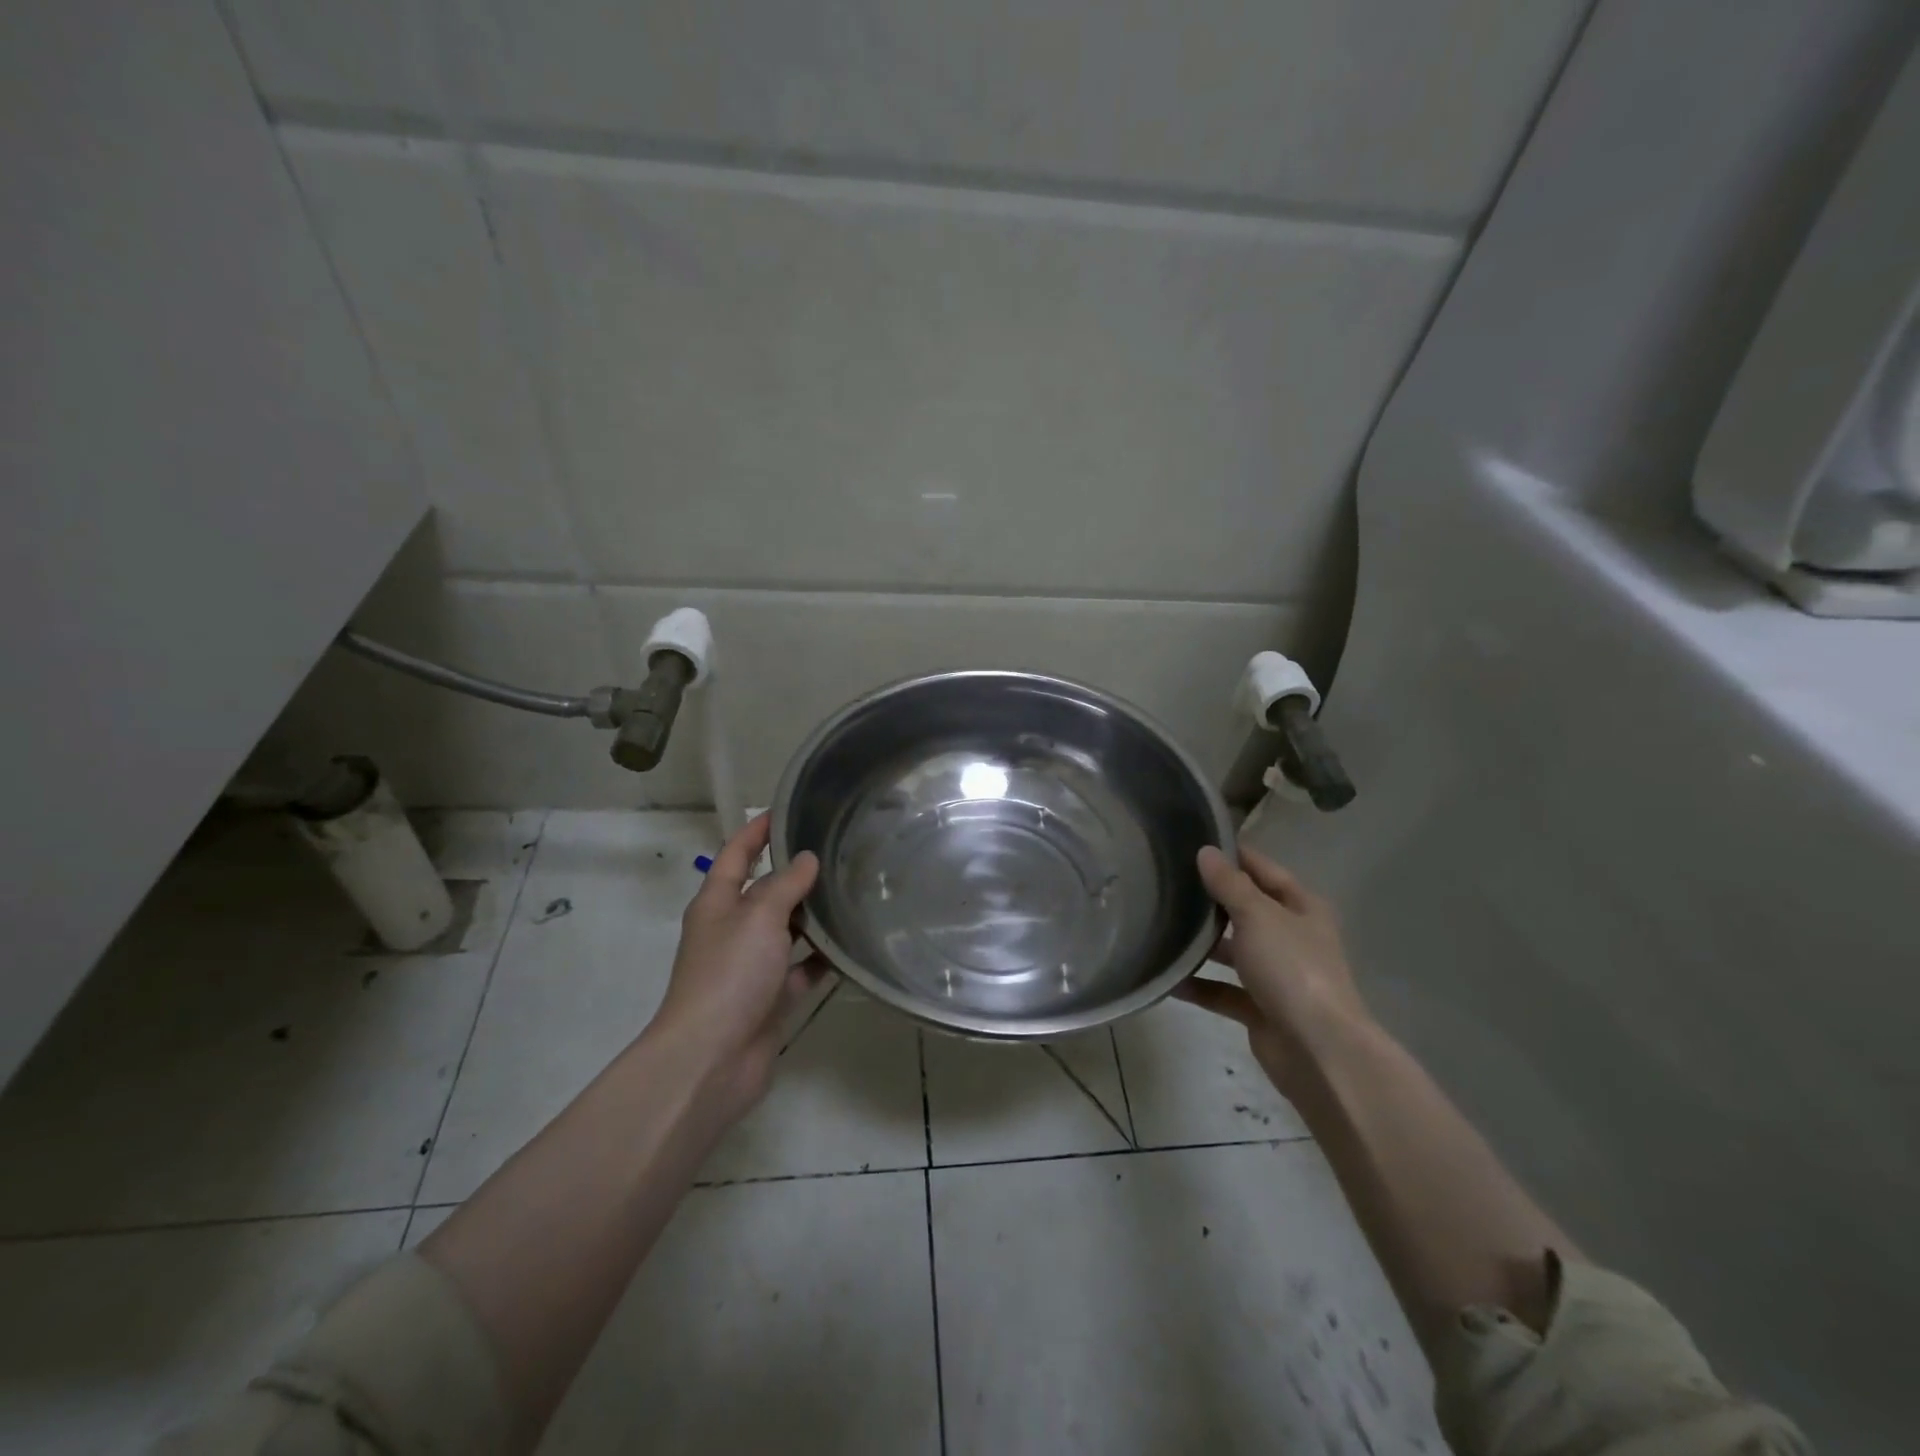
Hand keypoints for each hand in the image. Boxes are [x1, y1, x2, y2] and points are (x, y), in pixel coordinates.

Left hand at [651, 813, 824, 1122]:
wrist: (712, 1060)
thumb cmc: (729, 975)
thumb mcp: (758, 917)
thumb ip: (785, 885)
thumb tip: (807, 859)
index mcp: (717, 904)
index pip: (736, 854)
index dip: (757, 831)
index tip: (786, 810)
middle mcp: (732, 930)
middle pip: (765, 892)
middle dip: (795, 873)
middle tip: (838, 851)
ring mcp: (751, 967)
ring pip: (787, 930)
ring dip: (813, 916)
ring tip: (852, 892)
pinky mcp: (771, 999)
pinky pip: (802, 970)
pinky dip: (822, 960)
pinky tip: (852, 946)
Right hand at [1175, 844, 1372, 1097]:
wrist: (1317, 1050)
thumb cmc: (1292, 969)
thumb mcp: (1258, 916)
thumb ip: (1229, 884)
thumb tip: (1206, 852)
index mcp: (1301, 908)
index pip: (1264, 870)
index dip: (1234, 855)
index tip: (1193, 841)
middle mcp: (1290, 937)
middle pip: (1246, 910)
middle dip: (1212, 899)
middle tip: (1166, 882)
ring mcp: (1276, 975)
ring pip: (1233, 951)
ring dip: (1203, 944)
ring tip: (1160, 926)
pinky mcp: (1260, 1009)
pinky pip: (1223, 990)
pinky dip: (1199, 985)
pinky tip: (1168, 979)